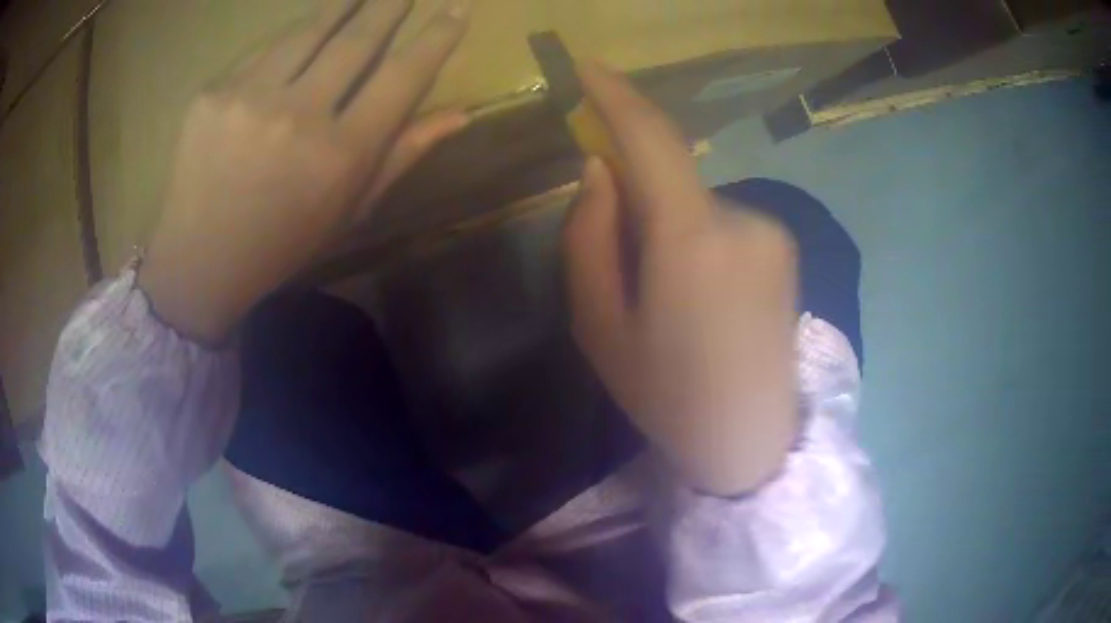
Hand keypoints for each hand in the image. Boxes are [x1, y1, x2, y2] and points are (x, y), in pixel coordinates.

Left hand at [140, 0, 470, 343]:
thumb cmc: (282, 243)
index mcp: (340, 155)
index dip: (435, 38)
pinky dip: (291, 36)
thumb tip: (460, 115)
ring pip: (309, 30)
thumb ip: (403, 155)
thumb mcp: (349, 211)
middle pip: (358, 39)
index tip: (457, 10)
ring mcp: (248, 98)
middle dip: (391, 4)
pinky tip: (305, 29)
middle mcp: (298, 117)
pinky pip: (264, 49)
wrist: (200, 260)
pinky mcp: (212, 93)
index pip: (403, 77)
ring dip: (344, 3)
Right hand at [564, 64, 798, 495]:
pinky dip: (696, 234)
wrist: (749, 442)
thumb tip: (601, 169)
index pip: (652, 138)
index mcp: (693, 239)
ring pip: (697, 200)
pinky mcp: (786, 247)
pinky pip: (723, 220)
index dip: (616, 95)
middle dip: (635, 189)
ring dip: (668, 221)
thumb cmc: (667, 397)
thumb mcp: (600, 326)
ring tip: (663, 291)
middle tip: (618, 248)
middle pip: (672, 174)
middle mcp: (744, 218)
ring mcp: (774, 231)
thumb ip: (590, 236)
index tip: (587, 66)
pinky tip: (698, 294)